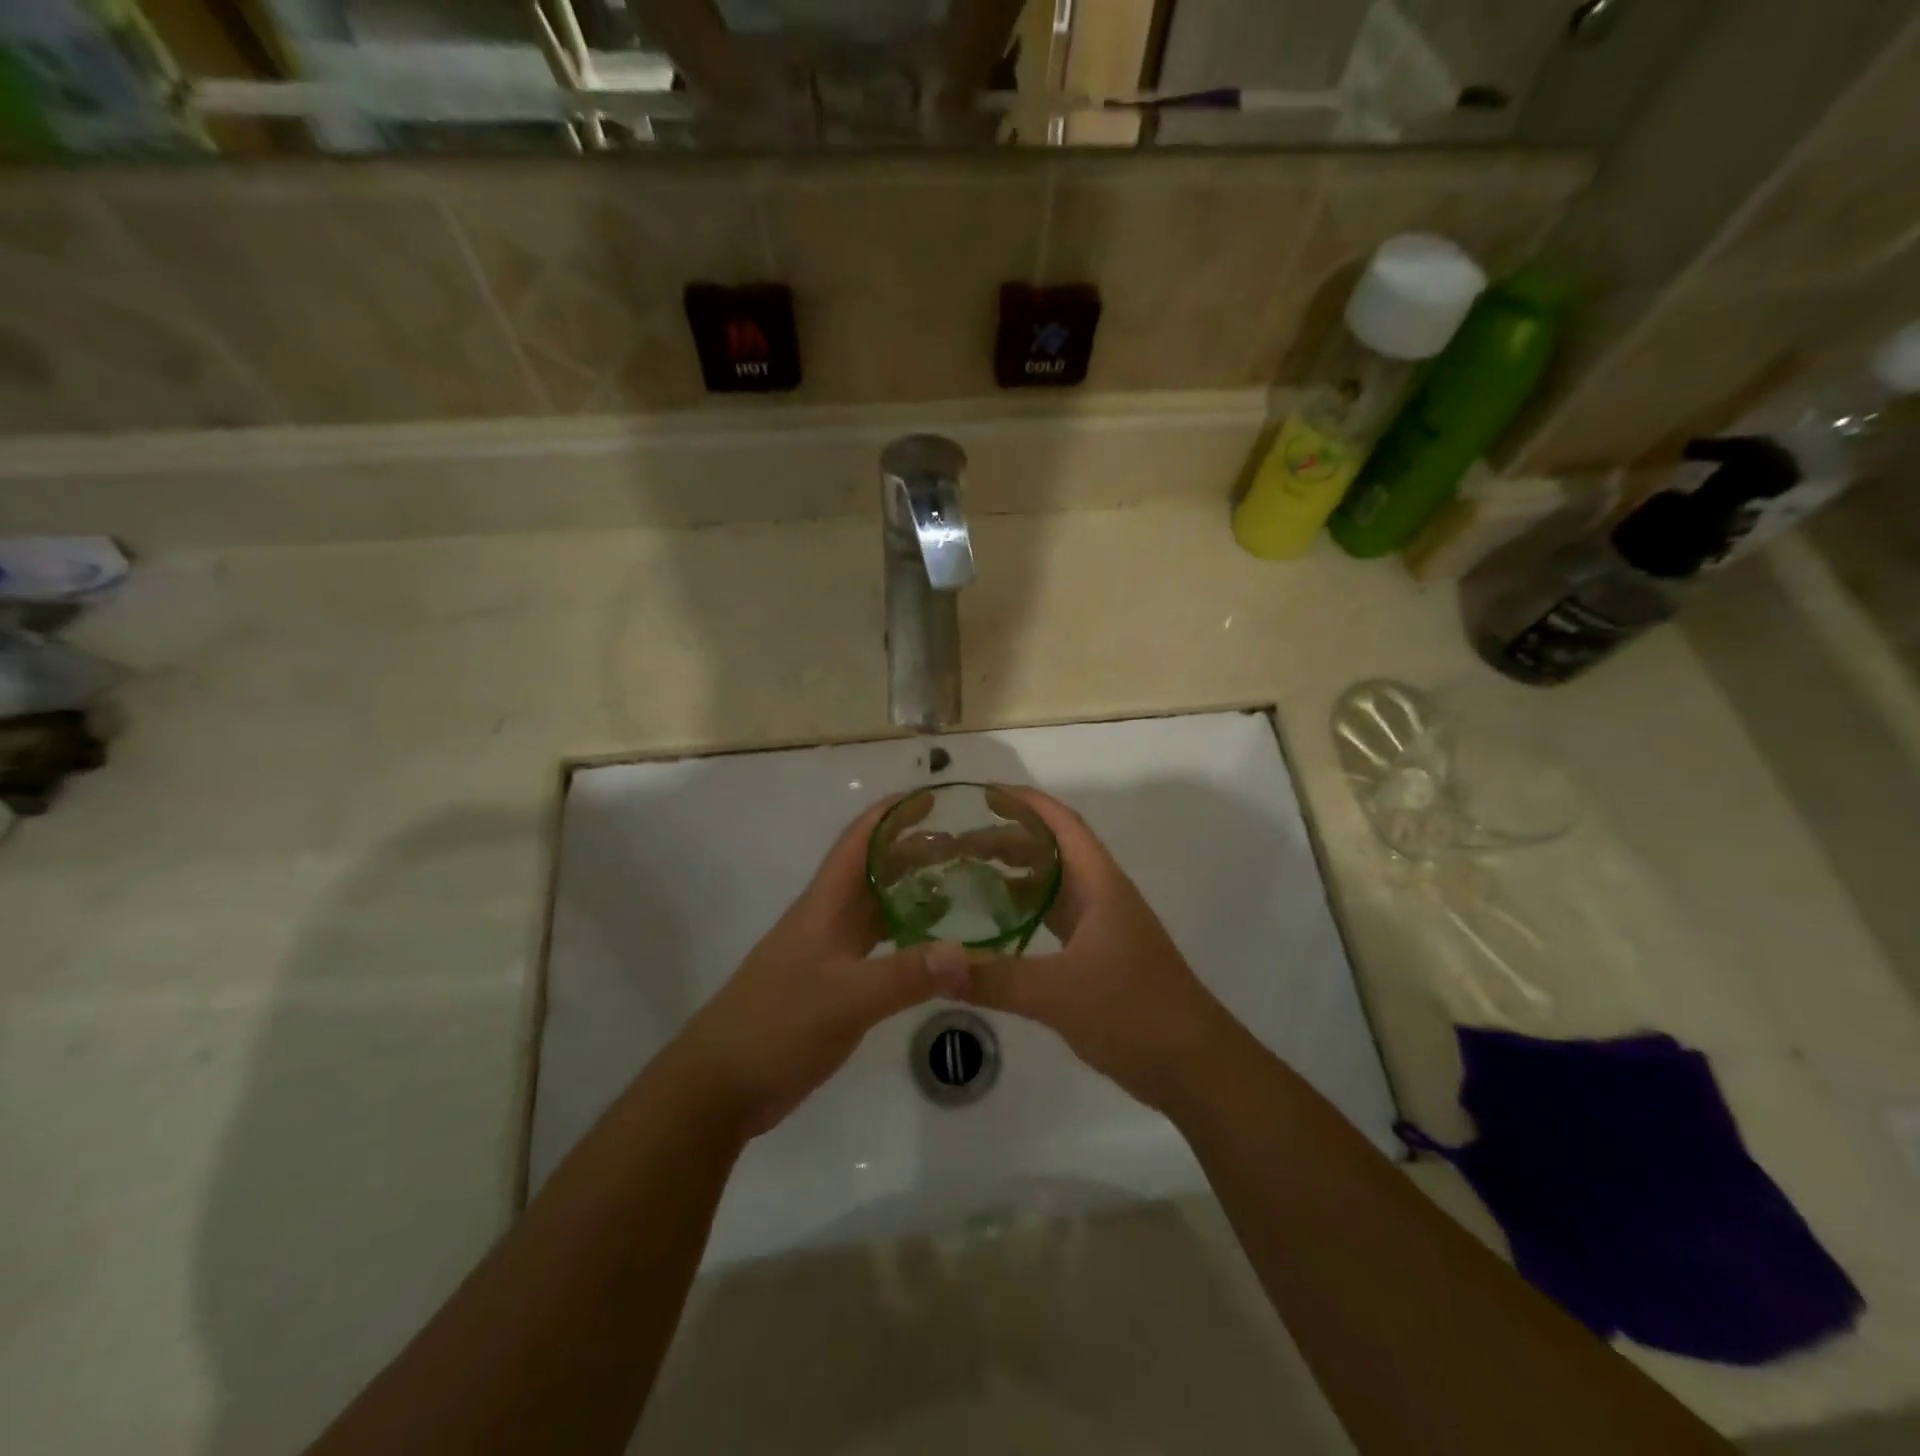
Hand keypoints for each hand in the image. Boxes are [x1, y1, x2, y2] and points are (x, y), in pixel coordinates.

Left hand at [669, 797, 968, 1138]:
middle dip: (914, 850)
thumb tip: (966, 953)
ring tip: (959, 887)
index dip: (893, 813)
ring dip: (912, 891)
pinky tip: (932, 947)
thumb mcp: (844, 1000)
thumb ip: (904, 976)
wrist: (719, 1085)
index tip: (934, 797)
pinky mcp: (831, 983)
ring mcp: (827, 952)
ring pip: (876, 907)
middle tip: (966, 847)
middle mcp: (827, 919)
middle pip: (873, 869)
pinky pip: (877, 945)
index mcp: (824, 905)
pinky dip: (906, 936)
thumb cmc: (775, 1027)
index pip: (860, 840)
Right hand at [962, 788, 1231, 1111]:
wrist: (1194, 1065)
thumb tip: (935, 966)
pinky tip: (998, 926)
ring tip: (967, 876)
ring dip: (1016, 875)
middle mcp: (1102, 895)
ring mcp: (1103, 925)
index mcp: (1100, 884)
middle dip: (1008, 839)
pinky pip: (1056, 918)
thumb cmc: (1134, 1012)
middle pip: (1052, 850)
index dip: (1025, 802)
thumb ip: (995, 978)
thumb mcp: (1058, 994)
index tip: (983, 794)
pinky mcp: (1100, 955)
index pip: (1062, 823)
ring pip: (1054, 885)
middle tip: (958, 844)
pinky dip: (1026, 912)